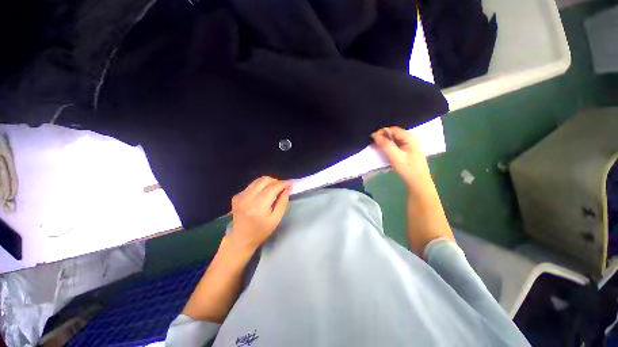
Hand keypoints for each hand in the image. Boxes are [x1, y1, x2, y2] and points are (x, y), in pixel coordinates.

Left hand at [227, 176, 291, 250]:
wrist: (241, 239)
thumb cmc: (261, 231)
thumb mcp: (276, 219)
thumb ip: (283, 202)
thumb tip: (288, 188)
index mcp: (259, 205)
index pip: (273, 187)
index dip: (283, 183)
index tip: (290, 184)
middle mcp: (248, 197)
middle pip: (265, 180)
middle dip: (276, 181)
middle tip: (281, 188)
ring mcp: (240, 196)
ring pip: (258, 180)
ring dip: (268, 183)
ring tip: (273, 190)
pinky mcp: (237, 196)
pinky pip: (251, 185)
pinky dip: (259, 187)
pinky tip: (261, 196)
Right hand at [371, 126, 431, 189]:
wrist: (418, 182)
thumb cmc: (408, 169)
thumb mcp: (396, 157)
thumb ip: (386, 145)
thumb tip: (375, 135)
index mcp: (409, 138)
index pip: (392, 129)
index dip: (381, 132)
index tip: (372, 139)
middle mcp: (409, 139)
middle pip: (392, 134)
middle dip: (382, 138)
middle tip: (372, 145)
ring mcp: (408, 145)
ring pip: (393, 140)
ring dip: (383, 143)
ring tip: (375, 148)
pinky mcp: (405, 151)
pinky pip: (394, 146)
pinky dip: (387, 147)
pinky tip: (382, 152)